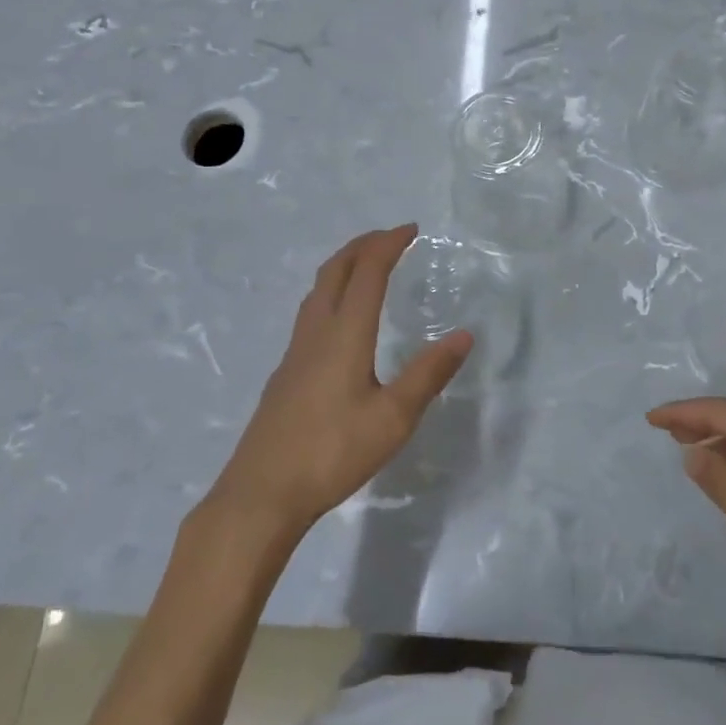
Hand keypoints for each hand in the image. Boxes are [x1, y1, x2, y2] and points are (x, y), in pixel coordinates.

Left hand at [212, 225, 472, 536]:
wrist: (261, 494)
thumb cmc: (332, 453)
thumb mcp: (394, 418)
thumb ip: (428, 374)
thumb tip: (464, 334)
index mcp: (344, 334)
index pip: (367, 272)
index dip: (388, 244)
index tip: (411, 230)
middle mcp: (316, 333)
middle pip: (335, 271)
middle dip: (363, 245)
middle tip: (390, 238)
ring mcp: (295, 353)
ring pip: (317, 290)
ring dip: (344, 267)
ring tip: (367, 268)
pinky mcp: (285, 374)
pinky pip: (310, 313)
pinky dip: (332, 294)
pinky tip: (341, 322)